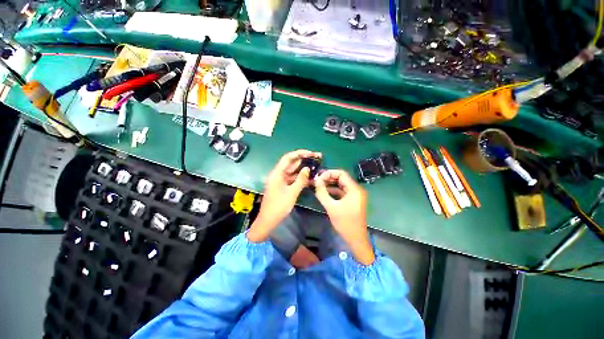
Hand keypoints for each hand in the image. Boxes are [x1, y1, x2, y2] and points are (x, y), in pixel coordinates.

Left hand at [247, 150, 321, 242]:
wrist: (268, 221)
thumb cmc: (278, 207)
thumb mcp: (291, 193)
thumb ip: (300, 180)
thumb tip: (308, 168)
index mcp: (277, 174)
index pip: (288, 158)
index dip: (299, 153)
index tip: (311, 153)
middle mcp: (278, 174)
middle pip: (291, 163)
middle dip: (303, 159)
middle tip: (316, 157)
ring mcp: (280, 180)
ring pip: (292, 170)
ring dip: (303, 168)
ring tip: (315, 165)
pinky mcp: (282, 185)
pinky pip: (292, 178)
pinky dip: (300, 177)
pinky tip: (309, 176)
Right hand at [314, 170, 374, 264]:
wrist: (356, 239)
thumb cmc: (345, 223)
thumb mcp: (331, 207)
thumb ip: (322, 193)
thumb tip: (316, 181)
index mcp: (355, 189)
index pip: (341, 173)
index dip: (329, 173)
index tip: (319, 177)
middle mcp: (357, 189)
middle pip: (342, 178)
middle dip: (329, 178)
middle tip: (317, 180)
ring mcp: (355, 195)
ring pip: (341, 185)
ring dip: (330, 184)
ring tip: (318, 185)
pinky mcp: (353, 200)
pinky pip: (342, 191)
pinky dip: (334, 191)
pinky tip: (324, 192)